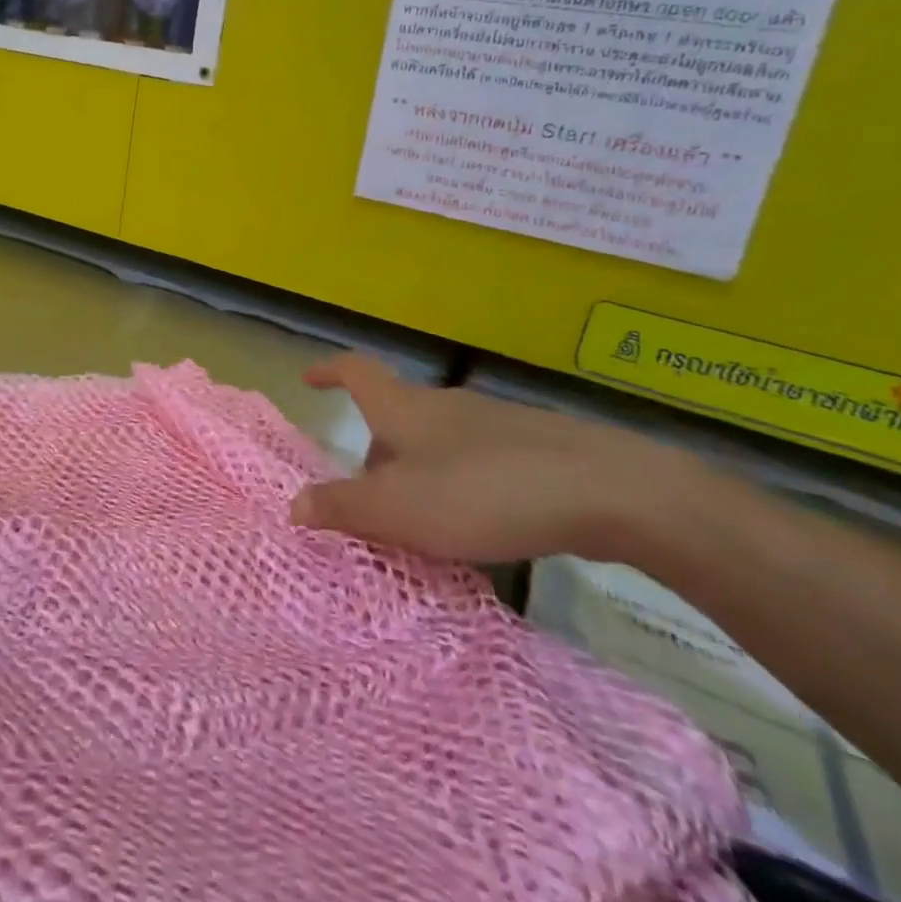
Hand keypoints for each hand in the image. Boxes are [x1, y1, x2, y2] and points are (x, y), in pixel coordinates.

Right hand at [289, 353, 700, 563]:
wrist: (607, 490)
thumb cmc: (482, 491)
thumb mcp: (399, 508)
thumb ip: (343, 507)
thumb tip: (293, 505)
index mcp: (404, 409)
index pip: (356, 373)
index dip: (329, 372)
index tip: (309, 379)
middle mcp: (445, 406)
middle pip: (395, 417)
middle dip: (376, 452)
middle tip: (367, 498)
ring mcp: (493, 425)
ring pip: (438, 443)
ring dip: (419, 474)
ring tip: (421, 524)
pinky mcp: (535, 449)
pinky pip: (478, 463)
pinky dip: (461, 487)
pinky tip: (478, 528)